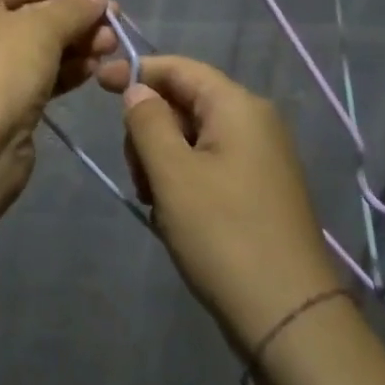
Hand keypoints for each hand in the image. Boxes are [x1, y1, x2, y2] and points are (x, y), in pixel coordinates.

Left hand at [0, 0, 117, 192]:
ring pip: (40, 48)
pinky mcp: (4, 103)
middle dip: (75, 17)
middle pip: (32, 15)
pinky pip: (40, 76)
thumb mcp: (41, 28)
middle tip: (115, 21)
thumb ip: (73, 8)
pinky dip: (66, 70)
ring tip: (112, 45)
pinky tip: (95, 69)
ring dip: (76, 44)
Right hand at [97, 56, 341, 351]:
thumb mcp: (172, 174)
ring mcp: (261, 157)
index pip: (178, 67)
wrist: (289, 317)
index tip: (96, 84)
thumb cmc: (223, 235)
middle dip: (149, 128)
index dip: (135, 71)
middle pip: (184, 101)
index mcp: (237, 106)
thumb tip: (138, 90)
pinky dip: (184, 179)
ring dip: (163, 160)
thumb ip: (147, 121)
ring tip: (157, 203)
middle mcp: (254, 122)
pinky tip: (176, 215)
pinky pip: (209, 163)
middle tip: (139, 175)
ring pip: (192, 136)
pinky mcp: (260, 188)